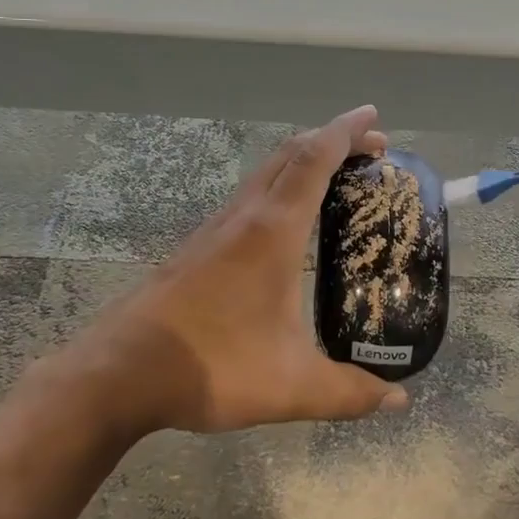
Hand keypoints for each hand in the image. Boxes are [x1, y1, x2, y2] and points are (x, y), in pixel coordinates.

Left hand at [63, 105, 411, 437]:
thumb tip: (399, 402)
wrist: (119, 373)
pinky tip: (288, 224)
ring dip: (304, 162)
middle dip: (333, 141)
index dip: (346, 132)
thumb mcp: (292, 386)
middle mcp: (244, 217)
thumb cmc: (211, 366)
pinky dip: (280, 187)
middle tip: (372, 149)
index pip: (314, 160)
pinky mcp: (198, 248)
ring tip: (338, 178)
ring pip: (266, 173)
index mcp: (273, 231)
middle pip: (290, 154)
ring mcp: (215, 230)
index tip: (373, 116)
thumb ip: (349, 392)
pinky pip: (249, 197)